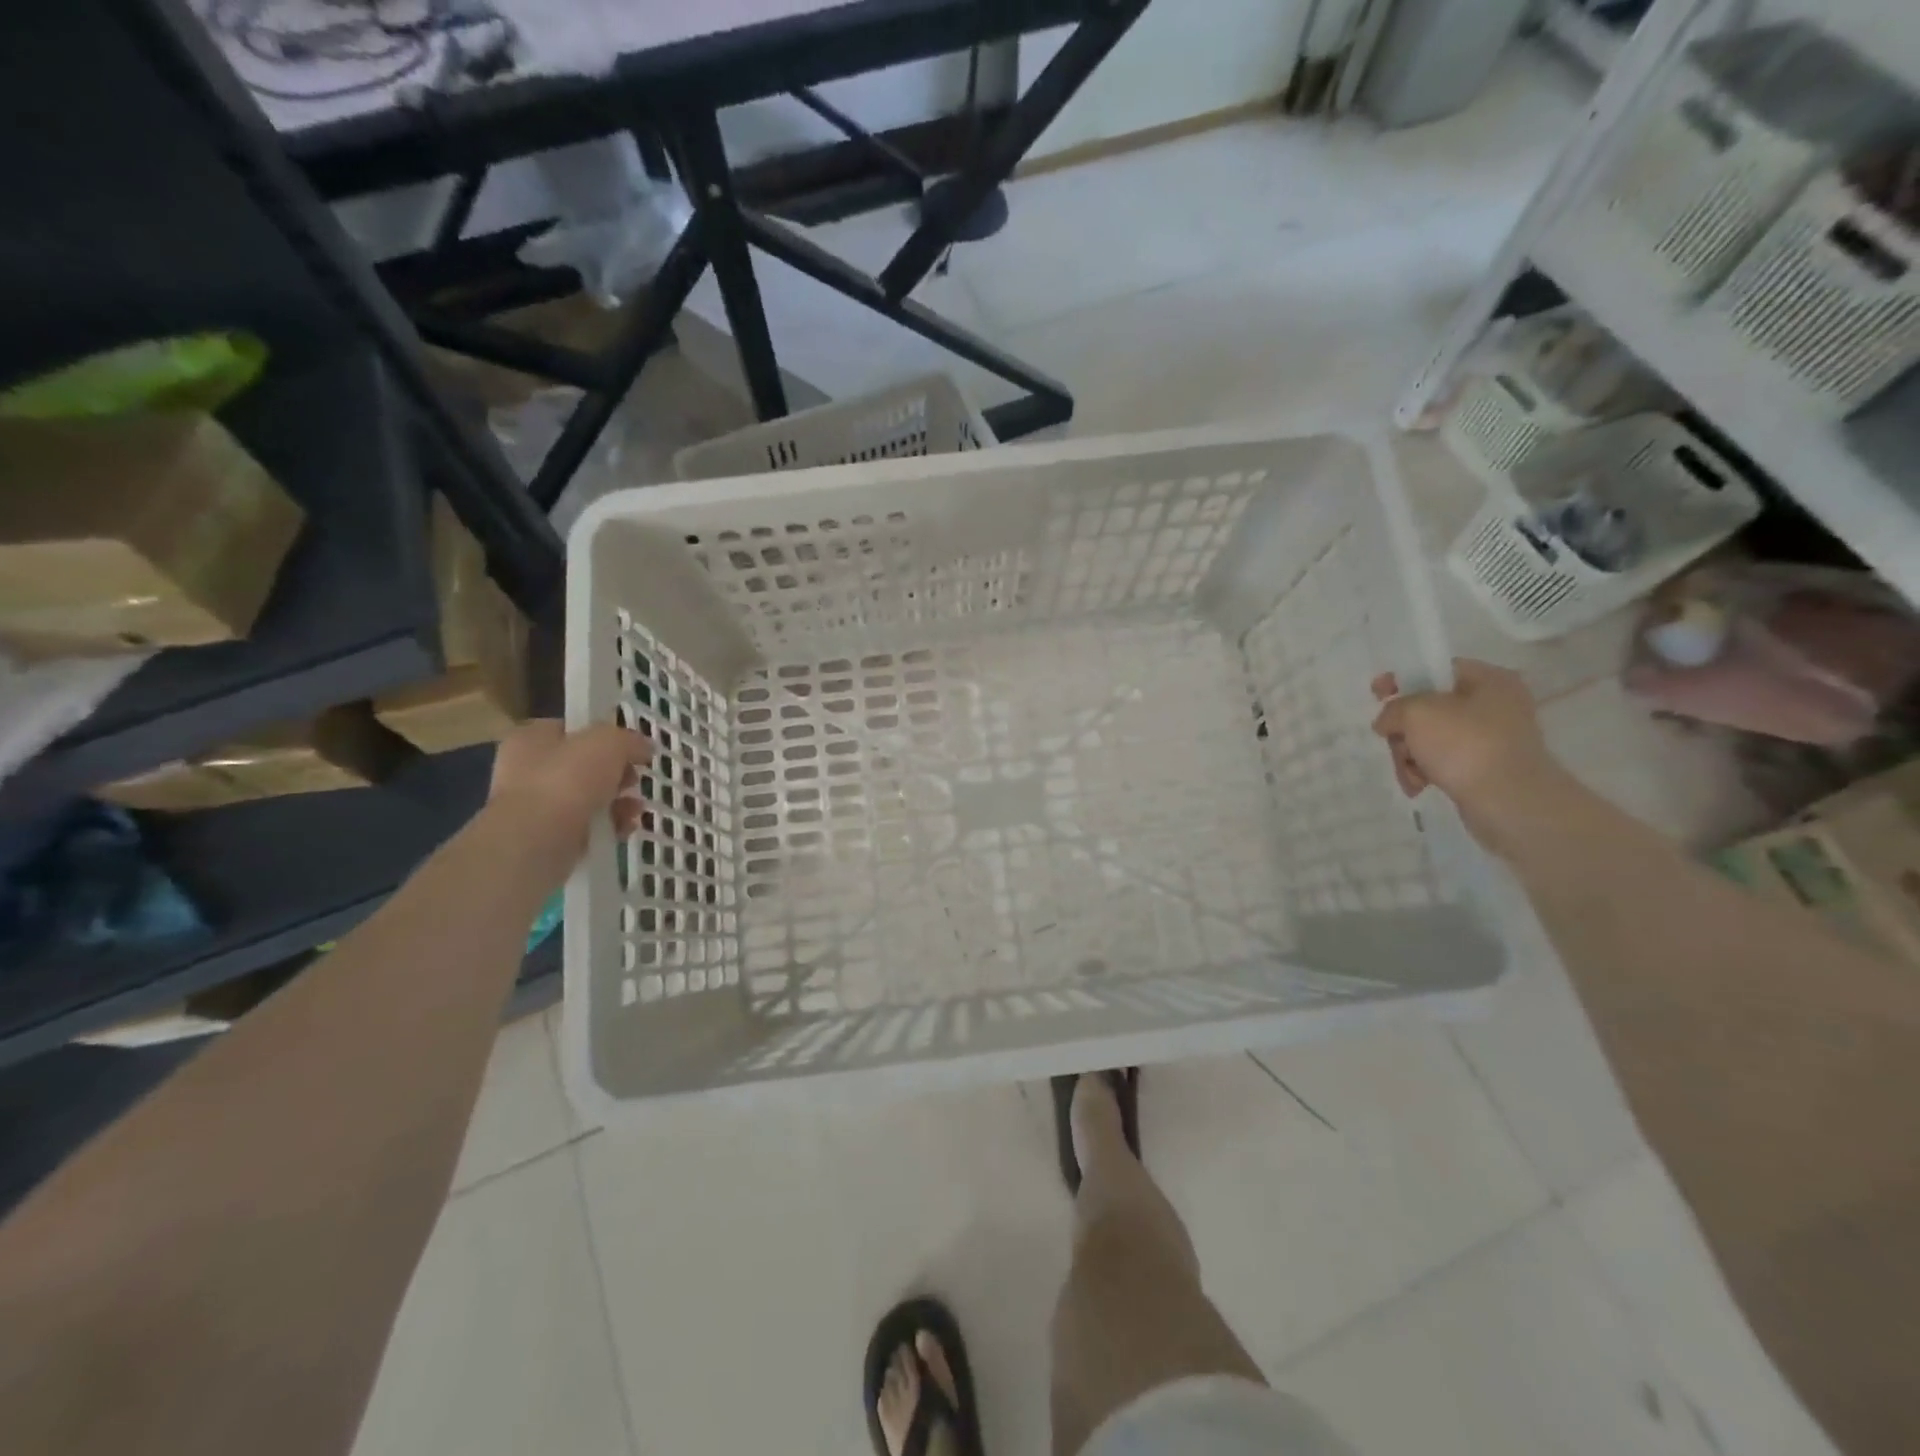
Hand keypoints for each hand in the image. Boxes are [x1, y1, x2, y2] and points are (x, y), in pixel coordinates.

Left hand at [486, 720, 651, 884]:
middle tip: (634, 779)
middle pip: (585, 766)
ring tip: (636, 808)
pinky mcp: (549, 837)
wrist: (537, 840)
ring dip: (619, 802)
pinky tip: (625, 828)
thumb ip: (628, 739)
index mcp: (531, 738)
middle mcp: (528, 770)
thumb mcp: (608, 742)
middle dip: (617, 774)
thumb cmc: (567, 779)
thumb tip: (644, 747)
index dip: (604, 736)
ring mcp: (537, 806)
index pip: (572, 730)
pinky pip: (588, 827)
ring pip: (589, 798)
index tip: (631, 747)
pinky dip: (610, 826)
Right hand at [1370, 659, 1565, 852]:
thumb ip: (1394, 708)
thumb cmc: (1464, 745)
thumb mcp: (1416, 713)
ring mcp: (1492, 739)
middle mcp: (1495, 705)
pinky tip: (1420, 786)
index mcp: (1489, 680)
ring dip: (1409, 755)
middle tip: (1395, 745)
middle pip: (1427, 709)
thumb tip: (1387, 722)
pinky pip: (1443, 762)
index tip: (1377, 694)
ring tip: (1411, 774)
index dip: (1401, 680)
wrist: (1509, 801)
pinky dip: (1425, 772)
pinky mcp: (1485, 768)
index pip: (1435, 670)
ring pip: (1430, 738)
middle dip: (1403, 731)